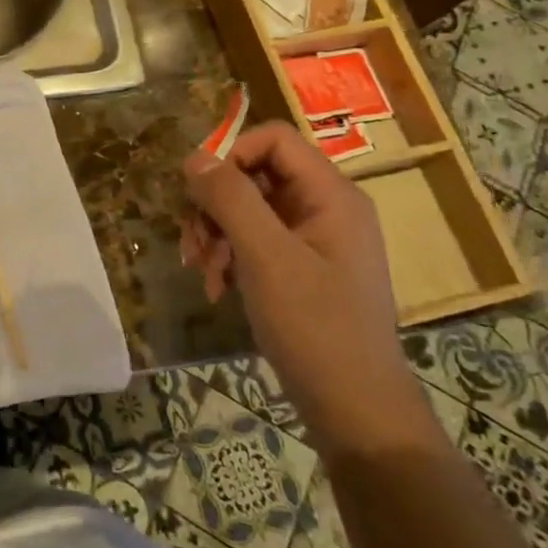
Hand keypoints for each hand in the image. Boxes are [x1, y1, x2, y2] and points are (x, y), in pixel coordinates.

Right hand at [181, 121, 429, 451]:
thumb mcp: (266, 257)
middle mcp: (325, 207)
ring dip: (215, 233)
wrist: (353, 408)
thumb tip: (194, 158)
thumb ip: (231, 200)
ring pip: (247, 207)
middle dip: (215, 204)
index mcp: (331, 195)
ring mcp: (313, 238)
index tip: (198, 192)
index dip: (230, 155)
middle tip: (194, 243)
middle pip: (255, 173)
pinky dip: (229, 255)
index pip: (273, 139)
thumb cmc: (315, 327)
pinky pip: (254, 239)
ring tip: (203, 270)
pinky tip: (217, 287)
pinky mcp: (300, 266)